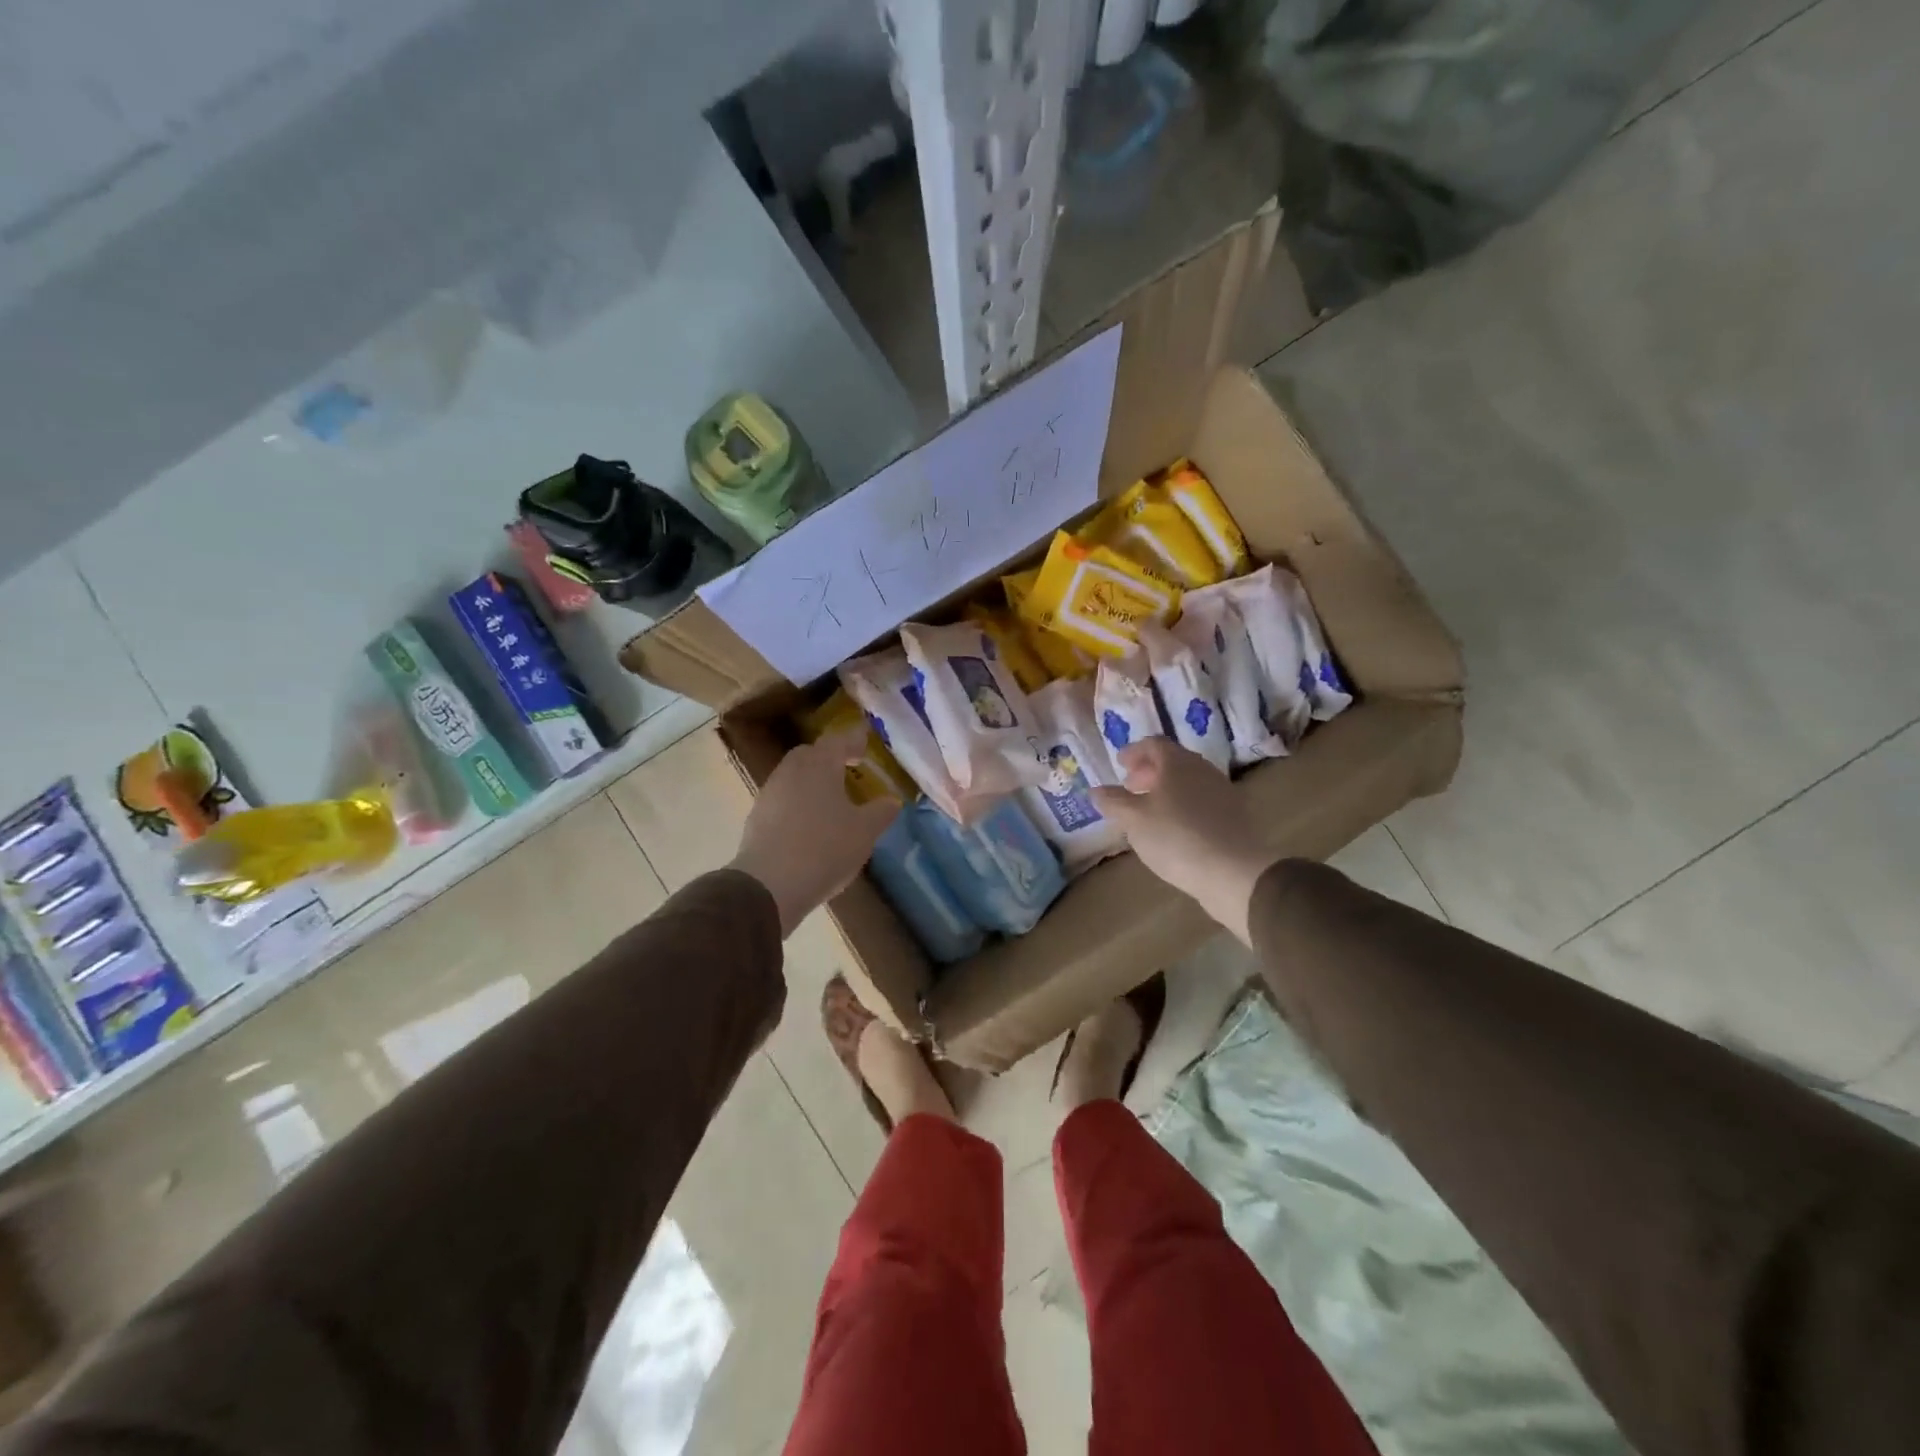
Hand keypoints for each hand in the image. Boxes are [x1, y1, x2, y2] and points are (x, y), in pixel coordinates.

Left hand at [730, 728, 899, 936]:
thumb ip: (880, 812)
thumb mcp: (864, 831)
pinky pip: (783, 801)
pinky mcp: (756, 819)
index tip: (866, 742)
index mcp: (819, 764)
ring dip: (812, 782)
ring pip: (794, 777)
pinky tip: (810, 825)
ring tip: (831, 800)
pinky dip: (798, 804)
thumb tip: (892, 800)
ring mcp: (769, 794)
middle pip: (811, 754)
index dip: (854, 739)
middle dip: (829, 758)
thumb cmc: (824, 848)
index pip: (839, 740)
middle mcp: (790, 771)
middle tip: (848, 768)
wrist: (769, 886)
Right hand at [1088, 739, 1274, 944]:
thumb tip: (1096, 790)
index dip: (1134, 752)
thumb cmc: (1175, 837)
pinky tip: (1174, 829)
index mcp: (1177, 763)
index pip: (1153, 744)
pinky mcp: (1234, 816)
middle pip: (1173, 761)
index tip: (1119, 764)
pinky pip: (1202, 801)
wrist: (1233, 871)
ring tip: (1149, 811)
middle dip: (1149, 771)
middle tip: (1131, 787)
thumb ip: (1113, 801)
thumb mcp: (1133, 820)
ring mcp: (1222, 792)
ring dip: (1166, 790)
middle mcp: (1203, 769)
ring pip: (1189, 782)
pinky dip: (1183, 806)